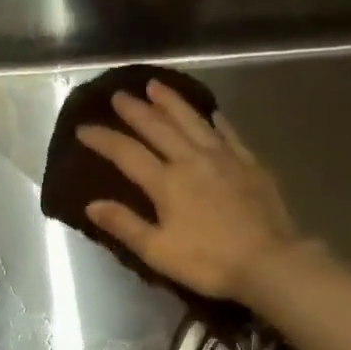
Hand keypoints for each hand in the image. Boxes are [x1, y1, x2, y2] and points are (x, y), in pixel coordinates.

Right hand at [77, 80, 298, 300]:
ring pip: (192, 121)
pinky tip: (212, 113)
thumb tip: (92, 205)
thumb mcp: (158, 252)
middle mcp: (192, 159)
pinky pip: (229, 133)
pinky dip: (216, 121)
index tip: (83, 129)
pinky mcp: (249, 164)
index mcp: (166, 182)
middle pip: (158, 127)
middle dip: (135, 111)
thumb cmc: (208, 263)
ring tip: (156, 86)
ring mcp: (224, 158)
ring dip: (171, 102)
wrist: (267, 260)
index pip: (127, 153)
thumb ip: (125, 225)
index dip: (103, 139)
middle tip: (118, 96)